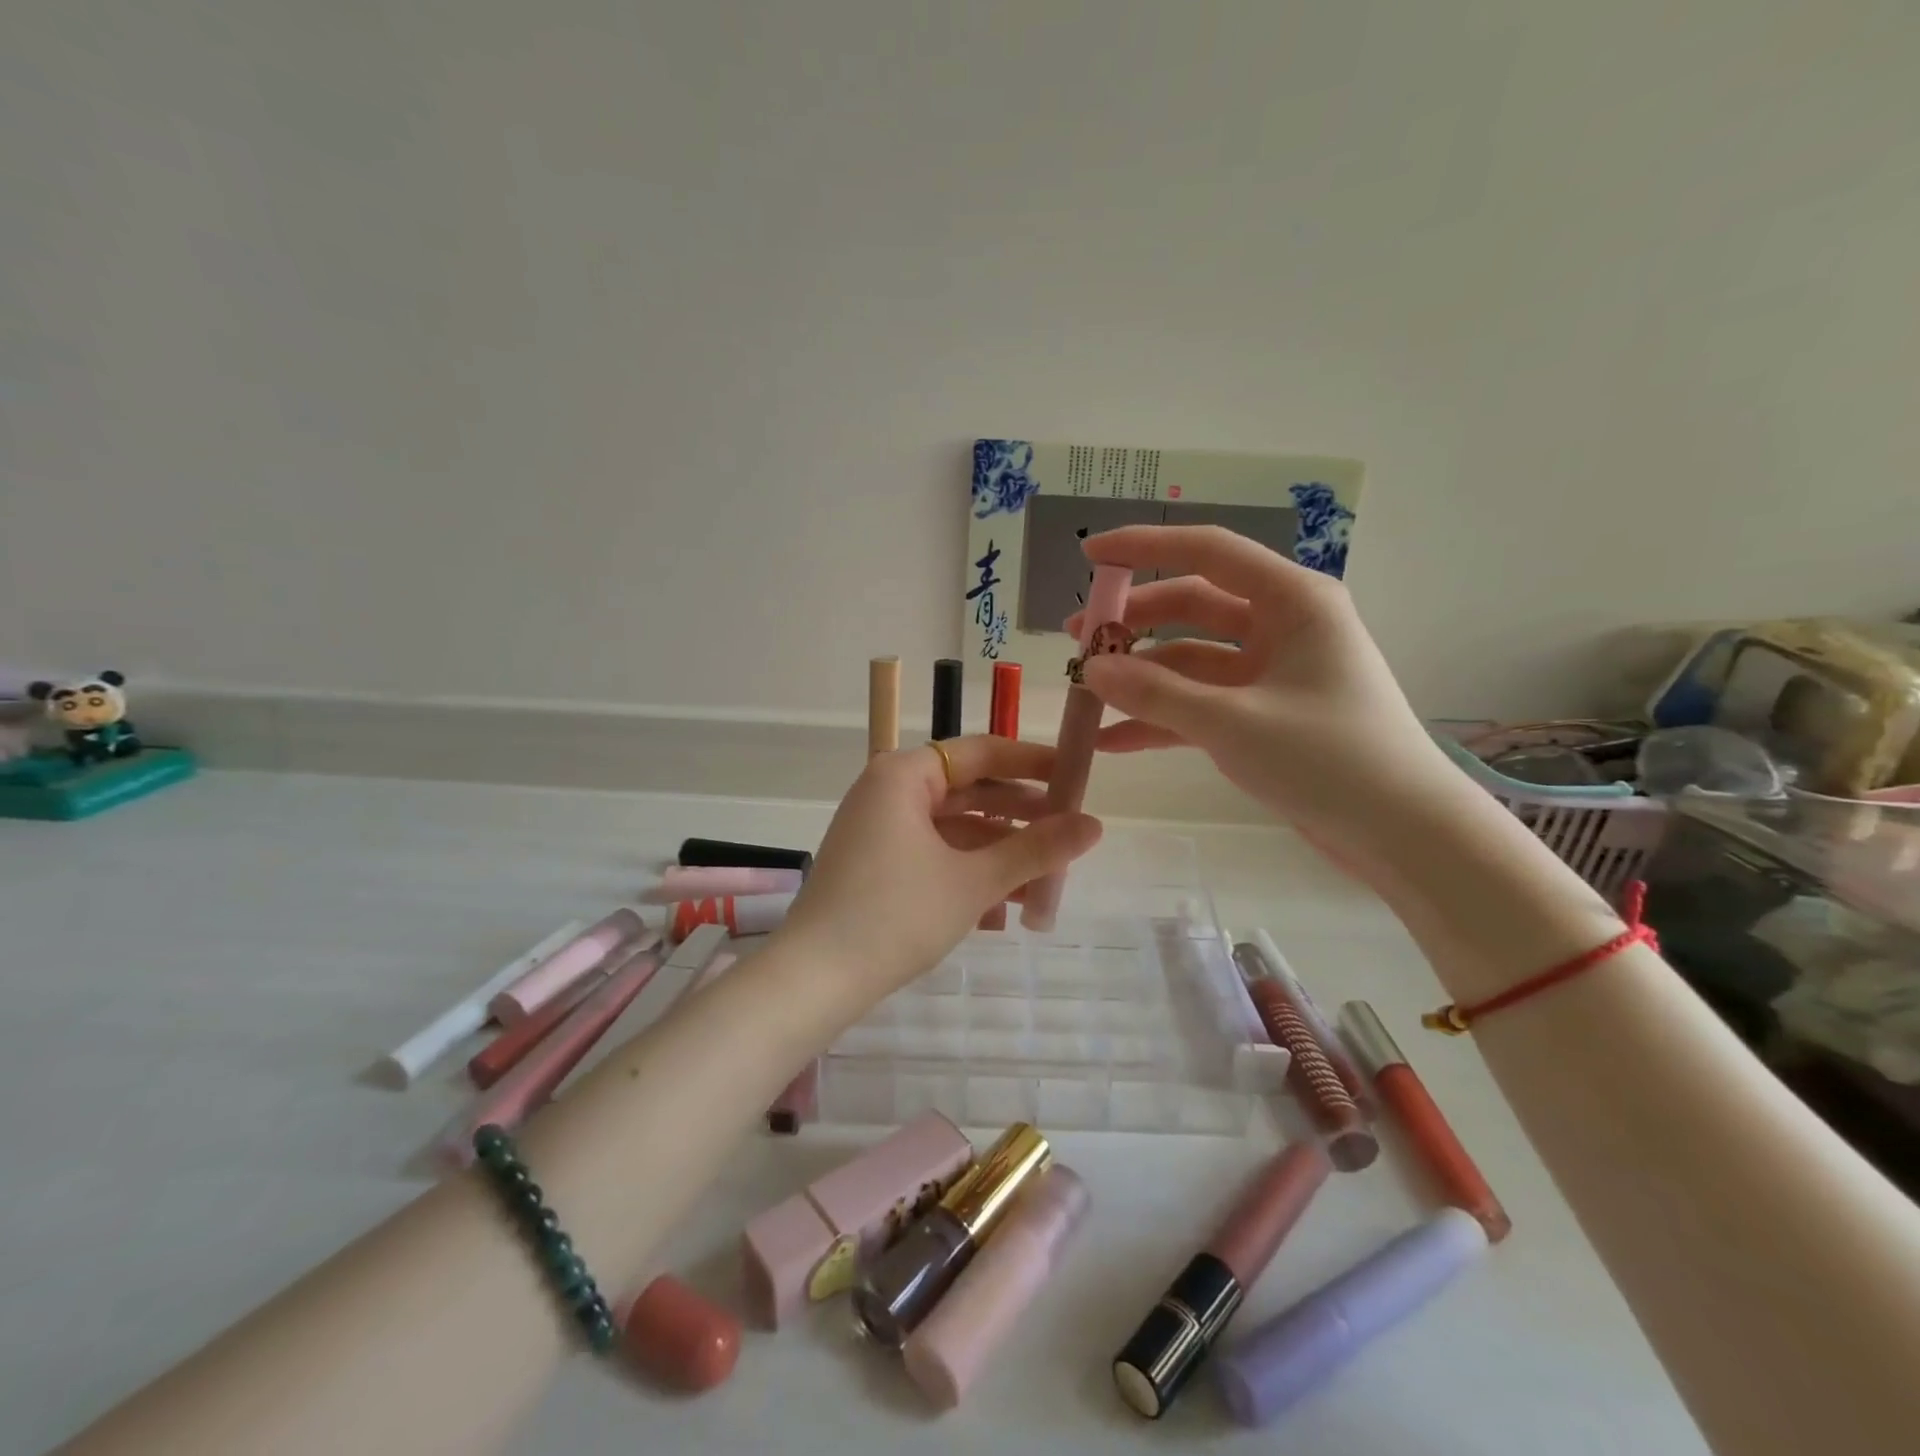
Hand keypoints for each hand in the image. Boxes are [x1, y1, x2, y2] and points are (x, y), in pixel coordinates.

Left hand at [777, 736, 1101, 998]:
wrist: (815, 980)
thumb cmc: (896, 915)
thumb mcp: (974, 881)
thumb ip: (1036, 849)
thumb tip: (1096, 825)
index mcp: (904, 775)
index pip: (980, 752)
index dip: (1031, 762)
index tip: (1075, 775)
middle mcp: (888, 791)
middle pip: (968, 791)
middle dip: (1019, 816)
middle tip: (1068, 833)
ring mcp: (878, 829)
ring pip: (953, 829)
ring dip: (999, 852)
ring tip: (1046, 878)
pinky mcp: (876, 864)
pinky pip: (934, 854)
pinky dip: (968, 871)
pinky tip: (1006, 906)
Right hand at [1065, 525, 1457, 876]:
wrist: (1402, 834)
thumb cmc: (1329, 759)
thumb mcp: (1231, 722)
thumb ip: (1155, 693)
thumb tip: (1091, 669)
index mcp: (1291, 601)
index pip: (1207, 552)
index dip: (1145, 547)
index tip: (1090, 556)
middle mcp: (1281, 626)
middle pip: (1192, 607)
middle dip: (1134, 622)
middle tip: (1078, 641)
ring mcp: (1270, 673)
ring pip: (1191, 659)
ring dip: (1141, 676)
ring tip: (1085, 694)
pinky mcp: (1263, 715)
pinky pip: (1201, 703)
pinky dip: (1161, 718)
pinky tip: (1113, 741)